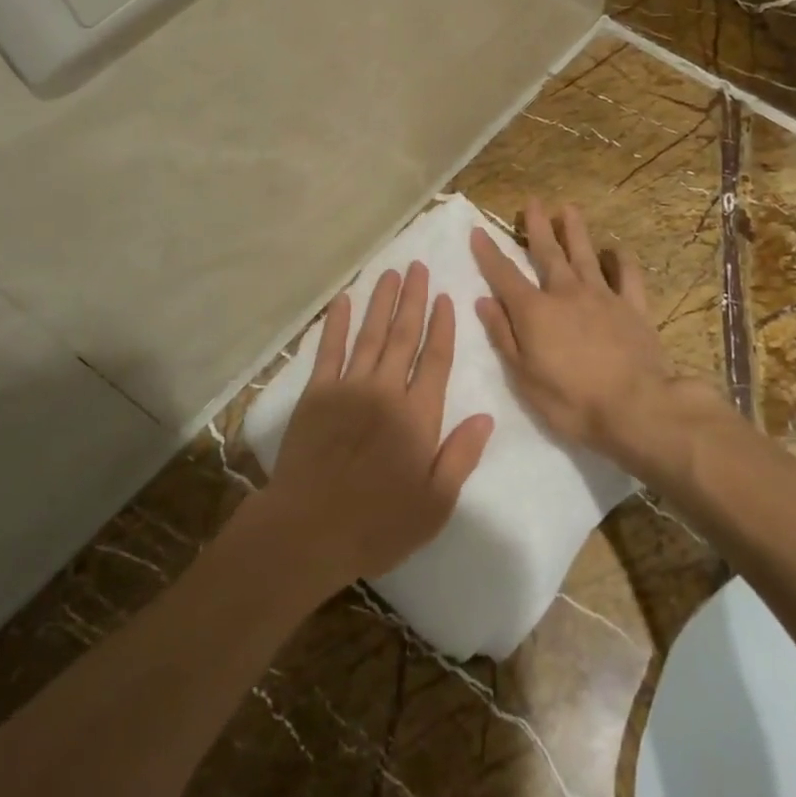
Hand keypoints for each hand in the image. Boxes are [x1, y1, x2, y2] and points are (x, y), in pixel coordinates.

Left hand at [257, 263, 494, 592]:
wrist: (310, 529)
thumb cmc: (378, 524)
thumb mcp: (435, 504)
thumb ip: (461, 456)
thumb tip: (485, 417)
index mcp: (418, 416)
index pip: (436, 359)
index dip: (442, 326)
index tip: (445, 297)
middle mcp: (386, 391)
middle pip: (404, 335)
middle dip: (413, 299)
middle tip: (418, 267)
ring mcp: (349, 387)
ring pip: (370, 334)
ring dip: (381, 302)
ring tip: (391, 273)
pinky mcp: (316, 393)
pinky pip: (328, 349)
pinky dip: (335, 323)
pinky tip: (342, 300)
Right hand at [471, 199, 686, 467]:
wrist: (636, 408)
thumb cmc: (571, 401)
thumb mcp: (523, 376)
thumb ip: (503, 335)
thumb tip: (484, 301)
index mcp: (535, 311)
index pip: (504, 275)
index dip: (489, 253)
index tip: (478, 231)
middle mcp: (566, 293)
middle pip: (548, 253)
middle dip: (537, 227)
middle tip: (532, 202)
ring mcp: (603, 296)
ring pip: (585, 255)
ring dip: (575, 231)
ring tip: (568, 208)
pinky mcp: (634, 307)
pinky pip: (627, 275)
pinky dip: (621, 260)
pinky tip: (616, 250)